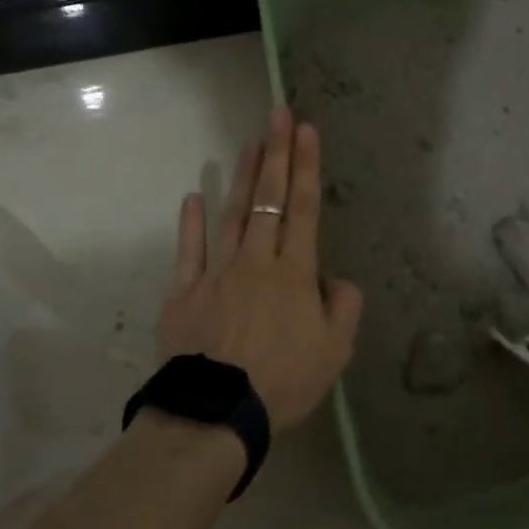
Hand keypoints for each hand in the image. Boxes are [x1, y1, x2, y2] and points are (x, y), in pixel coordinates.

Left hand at [153, 107, 362, 433]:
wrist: (216, 414)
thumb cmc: (283, 382)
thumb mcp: (336, 351)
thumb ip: (344, 306)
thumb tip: (335, 277)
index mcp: (294, 274)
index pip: (304, 209)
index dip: (306, 166)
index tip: (306, 130)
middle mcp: (257, 262)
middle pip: (269, 200)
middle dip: (276, 154)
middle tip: (278, 114)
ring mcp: (217, 273)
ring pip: (233, 215)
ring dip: (243, 177)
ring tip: (249, 143)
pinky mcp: (184, 293)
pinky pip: (188, 252)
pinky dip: (191, 223)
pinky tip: (193, 196)